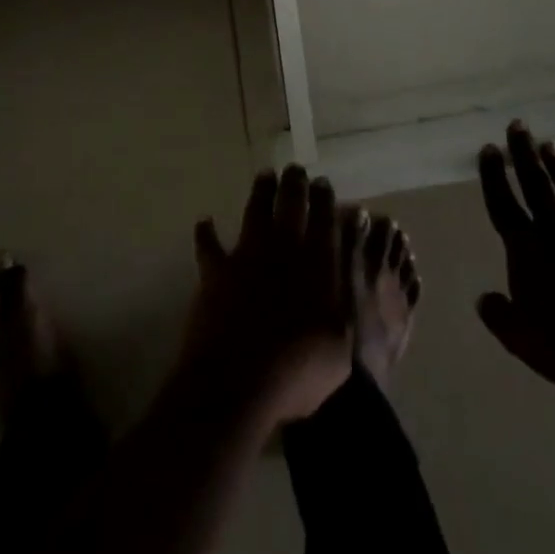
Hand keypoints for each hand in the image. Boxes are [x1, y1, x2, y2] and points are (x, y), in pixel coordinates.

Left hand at [181, 165, 353, 425]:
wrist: (238, 383)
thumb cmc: (298, 371)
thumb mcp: (340, 349)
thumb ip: (345, 309)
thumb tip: (350, 281)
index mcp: (318, 262)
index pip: (325, 218)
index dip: (325, 197)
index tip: (323, 183)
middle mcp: (283, 248)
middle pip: (291, 203)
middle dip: (295, 183)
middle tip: (296, 169)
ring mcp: (247, 255)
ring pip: (255, 210)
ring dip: (261, 192)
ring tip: (265, 176)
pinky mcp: (216, 271)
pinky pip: (209, 246)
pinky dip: (206, 233)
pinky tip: (204, 222)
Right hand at [476, 123, 554, 392]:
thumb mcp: (521, 339)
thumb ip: (499, 315)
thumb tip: (484, 298)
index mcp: (527, 248)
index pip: (504, 202)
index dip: (494, 175)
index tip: (489, 147)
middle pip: (536, 183)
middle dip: (524, 152)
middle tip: (518, 124)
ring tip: (551, 146)